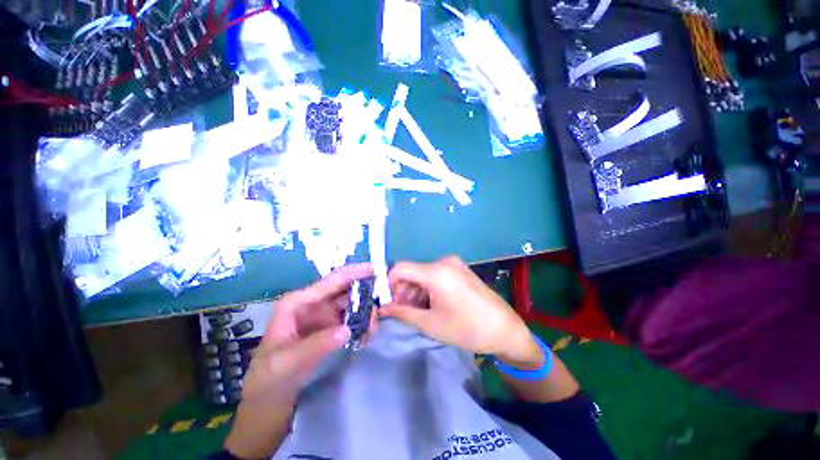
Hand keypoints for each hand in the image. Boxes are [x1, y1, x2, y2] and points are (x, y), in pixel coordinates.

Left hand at [225, 264, 375, 458]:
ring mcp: (322, 319)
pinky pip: (350, 321)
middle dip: (364, 293)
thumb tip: (348, 329)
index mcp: (298, 303)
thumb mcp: (287, 364)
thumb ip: (317, 345)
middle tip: (382, 302)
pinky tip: (367, 335)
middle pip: (344, 291)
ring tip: (374, 325)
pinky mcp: (329, 331)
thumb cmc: (268, 382)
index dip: (354, 272)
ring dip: (365, 311)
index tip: (376, 268)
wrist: (265, 410)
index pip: (331, 281)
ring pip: (350, 306)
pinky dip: (361, 325)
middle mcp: (312, 305)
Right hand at [382, 257, 543, 369]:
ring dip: (415, 291)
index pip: (401, 268)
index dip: (389, 283)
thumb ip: (402, 313)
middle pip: (413, 272)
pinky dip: (428, 288)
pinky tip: (430, 304)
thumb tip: (382, 308)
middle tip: (401, 311)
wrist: (505, 329)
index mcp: (436, 272)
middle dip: (403, 290)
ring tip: (416, 311)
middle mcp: (444, 262)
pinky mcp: (460, 270)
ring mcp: (454, 264)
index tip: (387, 301)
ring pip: (424, 274)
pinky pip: (436, 275)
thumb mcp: (430, 323)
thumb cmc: (467, 328)